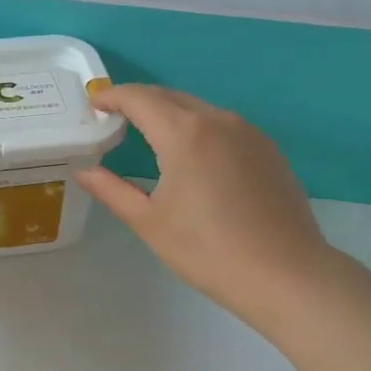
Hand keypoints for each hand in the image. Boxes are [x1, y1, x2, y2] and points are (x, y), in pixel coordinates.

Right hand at [75, 84, 337, 336]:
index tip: (93, 103)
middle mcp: (218, 120)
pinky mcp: (268, 150)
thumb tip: (84, 171)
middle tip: (114, 116)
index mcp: (185, 133)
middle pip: (170, 97)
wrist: (286, 274)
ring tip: (148, 134)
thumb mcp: (149, 222)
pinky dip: (198, 128)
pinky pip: (223, 126)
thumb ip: (111, 190)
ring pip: (199, 109)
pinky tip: (192, 155)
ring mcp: (249, 133)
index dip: (112, 96)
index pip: (139, 99)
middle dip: (139, 101)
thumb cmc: (208, 251)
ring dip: (169, 113)